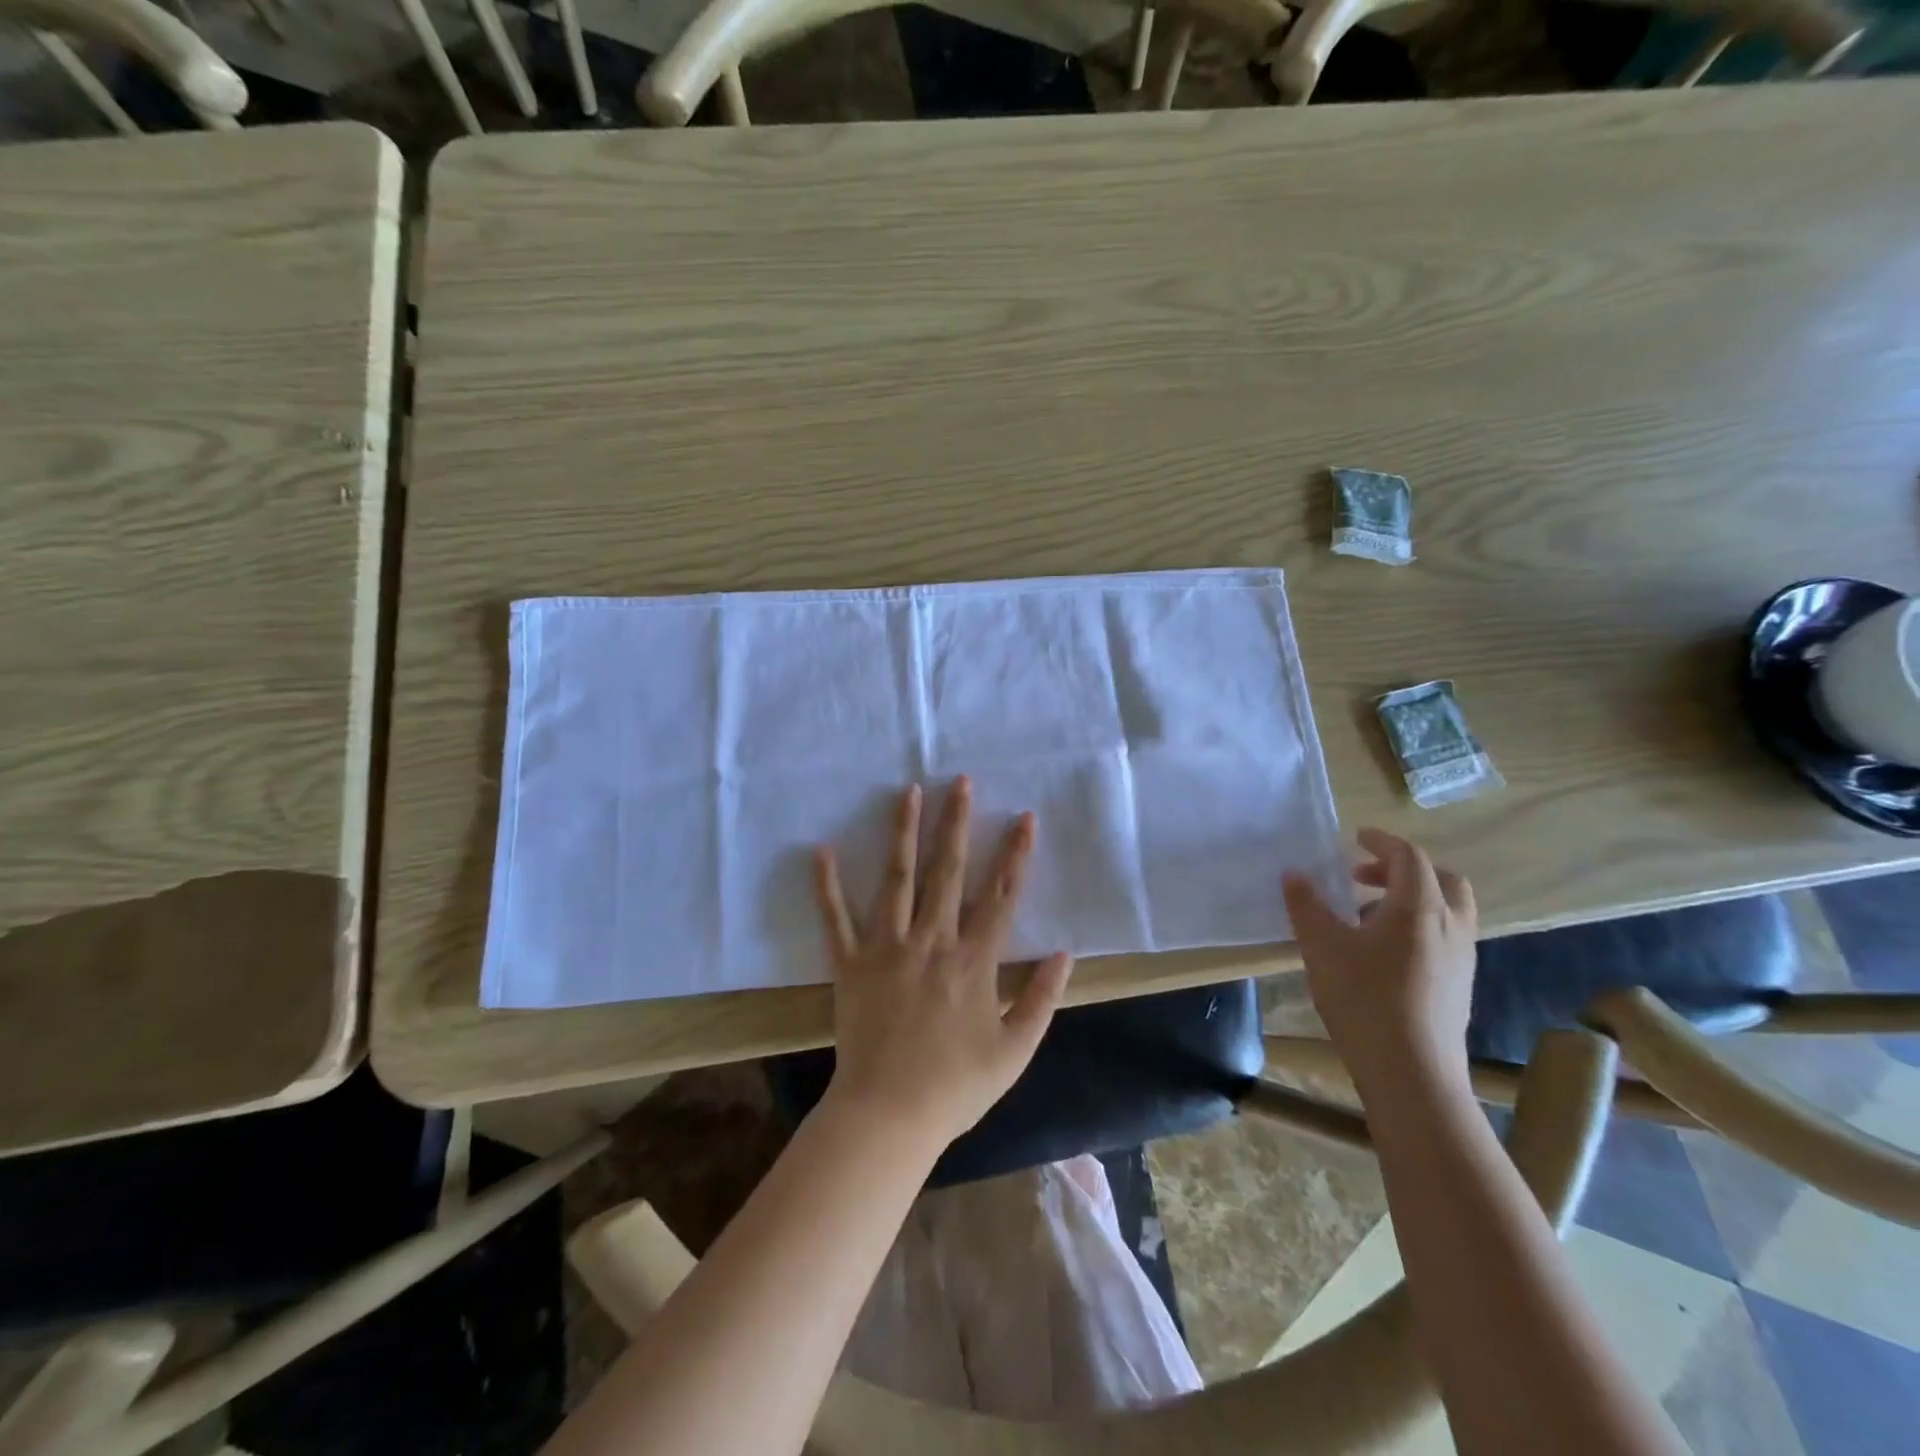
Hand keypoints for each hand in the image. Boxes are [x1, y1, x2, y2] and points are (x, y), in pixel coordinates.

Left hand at [813, 778, 1074, 1152]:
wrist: (888, 1116)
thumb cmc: (955, 1087)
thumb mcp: (1015, 1051)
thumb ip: (1042, 999)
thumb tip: (1065, 954)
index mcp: (974, 960)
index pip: (1001, 895)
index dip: (1016, 854)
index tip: (1025, 817)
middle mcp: (932, 941)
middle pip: (948, 871)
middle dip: (957, 823)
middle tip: (960, 782)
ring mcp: (887, 948)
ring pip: (897, 878)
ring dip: (903, 832)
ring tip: (909, 792)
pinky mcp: (850, 963)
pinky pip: (836, 919)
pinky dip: (826, 885)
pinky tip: (821, 850)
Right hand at [1282, 828, 1477, 1095]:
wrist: (1412, 1074)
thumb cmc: (1364, 999)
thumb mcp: (1322, 947)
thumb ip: (1307, 905)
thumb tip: (1294, 874)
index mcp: (1420, 907)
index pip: (1408, 857)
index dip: (1382, 842)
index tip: (1355, 838)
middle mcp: (1450, 925)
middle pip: (1441, 879)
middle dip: (1403, 869)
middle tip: (1364, 877)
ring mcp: (1462, 958)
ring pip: (1447, 910)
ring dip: (1411, 899)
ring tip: (1367, 916)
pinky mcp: (1460, 986)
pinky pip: (1445, 937)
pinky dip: (1419, 926)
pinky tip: (1382, 953)